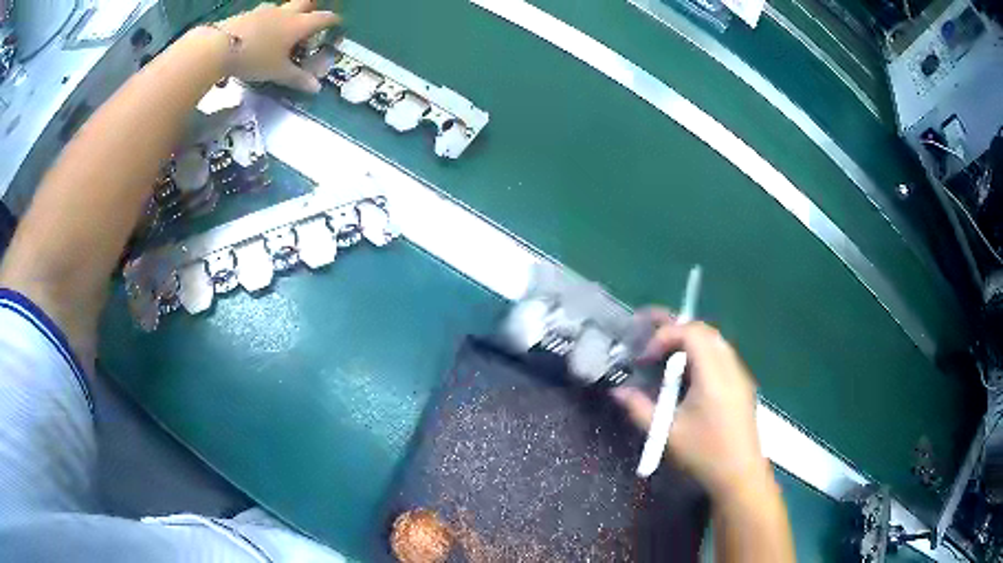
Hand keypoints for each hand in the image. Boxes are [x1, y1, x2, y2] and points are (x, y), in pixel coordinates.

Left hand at [215, 0, 340, 92]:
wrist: (219, 46)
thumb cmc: (255, 58)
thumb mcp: (277, 72)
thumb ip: (297, 79)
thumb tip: (316, 88)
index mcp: (299, 25)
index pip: (324, 18)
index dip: (333, 21)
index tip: (338, 24)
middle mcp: (285, 13)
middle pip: (305, 3)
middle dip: (311, 9)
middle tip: (310, 20)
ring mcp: (265, 11)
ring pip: (282, 7)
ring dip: (286, 14)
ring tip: (281, 29)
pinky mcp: (247, 14)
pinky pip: (262, 14)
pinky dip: (265, 21)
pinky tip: (257, 33)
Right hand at [611, 310, 766, 498]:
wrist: (739, 474)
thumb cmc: (703, 454)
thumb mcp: (666, 434)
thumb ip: (639, 409)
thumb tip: (618, 391)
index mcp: (713, 376)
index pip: (691, 333)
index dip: (664, 335)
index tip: (646, 357)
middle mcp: (730, 368)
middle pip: (704, 330)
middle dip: (675, 330)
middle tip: (650, 341)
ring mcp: (739, 375)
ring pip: (715, 340)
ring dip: (689, 340)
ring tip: (665, 353)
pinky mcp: (742, 384)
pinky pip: (721, 354)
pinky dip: (701, 352)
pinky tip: (687, 374)